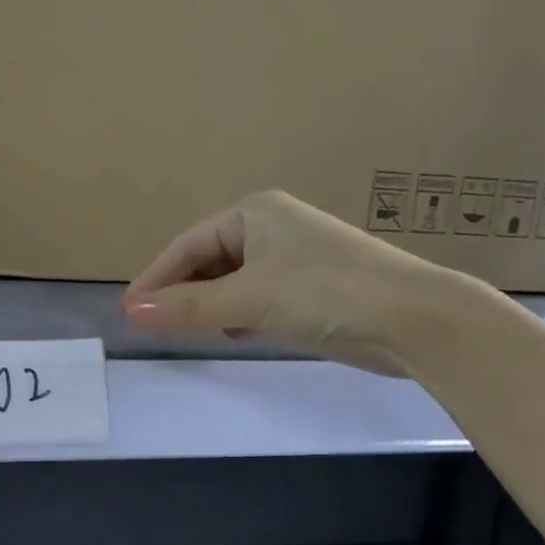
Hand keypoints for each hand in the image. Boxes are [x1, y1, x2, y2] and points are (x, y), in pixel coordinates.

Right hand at [121, 189, 457, 373]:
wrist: (415, 320)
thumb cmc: (324, 294)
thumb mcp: (248, 301)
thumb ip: (187, 307)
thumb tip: (131, 313)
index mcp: (254, 212)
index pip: (187, 245)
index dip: (155, 279)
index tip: (129, 312)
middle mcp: (271, 226)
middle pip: (208, 259)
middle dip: (182, 292)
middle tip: (156, 326)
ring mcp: (294, 255)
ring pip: (231, 279)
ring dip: (209, 304)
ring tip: (190, 331)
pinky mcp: (311, 284)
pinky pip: (256, 293)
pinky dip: (238, 312)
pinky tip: (235, 332)